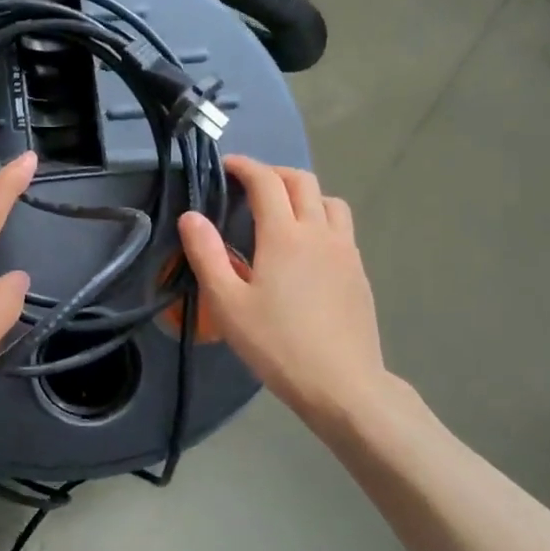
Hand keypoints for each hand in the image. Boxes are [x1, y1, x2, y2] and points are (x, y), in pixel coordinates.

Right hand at [179, 156, 385, 425]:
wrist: (342, 384)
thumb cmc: (277, 345)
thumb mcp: (228, 304)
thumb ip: (206, 255)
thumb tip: (191, 216)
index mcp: (285, 235)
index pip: (266, 181)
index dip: (245, 166)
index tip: (227, 166)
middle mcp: (320, 232)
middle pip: (302, 181)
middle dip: (274, 173)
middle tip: (250, 185)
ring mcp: (345, 251)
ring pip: (329, 201)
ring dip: (304, 193)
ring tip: (282, 212)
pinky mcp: (359, 272)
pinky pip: (341, 227)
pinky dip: (321, 218)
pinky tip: (306, 249)